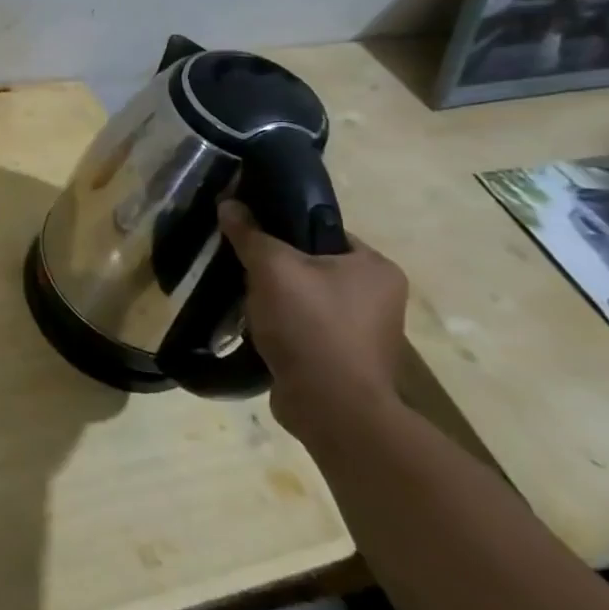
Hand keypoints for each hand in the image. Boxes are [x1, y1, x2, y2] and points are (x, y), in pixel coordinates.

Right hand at [217, 199, 409, 443]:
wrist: (330, 406)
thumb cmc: (310, 325)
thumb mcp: (272, 268)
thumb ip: (250, 234)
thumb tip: (228, 203)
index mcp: (376, 267)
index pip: (323, 231)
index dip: (284, 228)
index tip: (251, 234)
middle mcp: (379, 297)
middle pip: (313, 265)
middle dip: (277, 267)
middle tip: (243, 267)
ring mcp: (364, 332)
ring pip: (307, 298)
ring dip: (277, 298)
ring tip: (245, 298)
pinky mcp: (344, 359)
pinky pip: (306, 327)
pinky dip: (283, 325)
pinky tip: (258, 327)